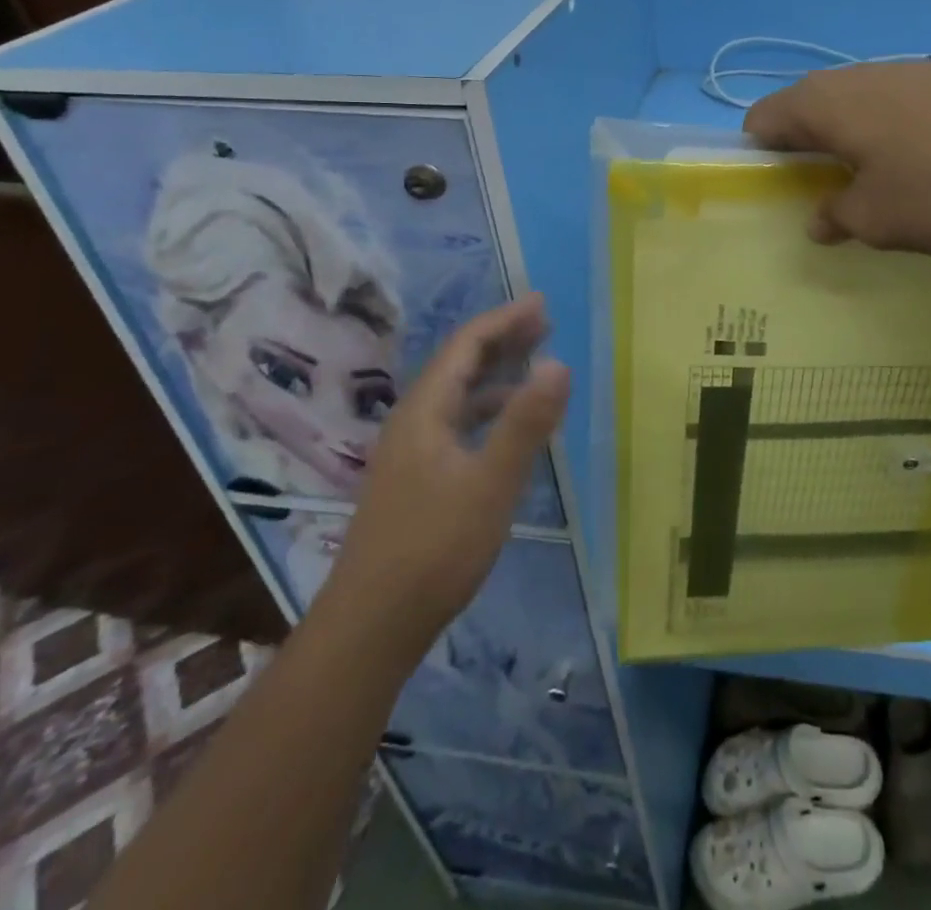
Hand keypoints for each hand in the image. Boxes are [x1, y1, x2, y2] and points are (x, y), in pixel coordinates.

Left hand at [328, 297, 569, 637]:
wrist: (372, 626)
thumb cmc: (434, 548)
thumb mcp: (491, 483)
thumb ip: (525, 423)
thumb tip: (559, 363)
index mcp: (424, 412)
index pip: (465, 346)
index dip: (504, 321)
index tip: (542, 304)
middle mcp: (412, 422)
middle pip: (458, 365)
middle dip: (501, 340)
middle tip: (544, 323)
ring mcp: (410, 453)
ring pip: (457, 396)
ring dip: (496, 374)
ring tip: (534, 365)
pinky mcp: (416, 480)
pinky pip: (457, 423)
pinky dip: (487, 410)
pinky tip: (507, 427)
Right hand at [744, 60, 930, 253]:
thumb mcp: (880, 219)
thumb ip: (838, 218)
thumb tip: (820, 217)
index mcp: (823, 104)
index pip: (762, 122)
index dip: (758, 160)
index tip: (777, 199)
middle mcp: (858, 77)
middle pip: (811, 115)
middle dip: (810, 159)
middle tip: (829, 204)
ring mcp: (910, 72)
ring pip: (862, 114)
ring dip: (860, 151)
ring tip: (886, 194)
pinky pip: (906, 113)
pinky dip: (903, 142)